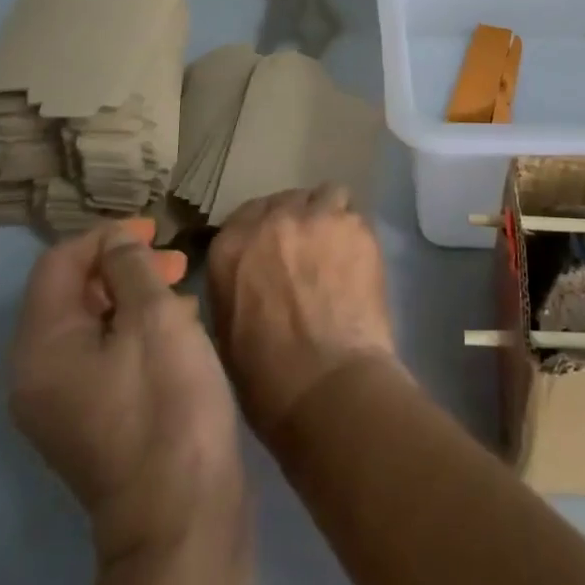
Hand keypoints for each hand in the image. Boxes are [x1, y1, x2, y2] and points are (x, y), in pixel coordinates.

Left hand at [10, 220, 245, 566]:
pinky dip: (134, 329)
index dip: (105, 236)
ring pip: (91, 323)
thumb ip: (130, 266)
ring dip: (134, 295)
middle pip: (71, 292)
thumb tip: (116, 242)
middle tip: (175, 260)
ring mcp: (60, 403)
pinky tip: (179, 328)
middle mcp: (36, 374)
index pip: (58, 263)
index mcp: (40, 347)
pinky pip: (102, 354)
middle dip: (123, 265)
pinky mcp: (89, 420)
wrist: (180, 514)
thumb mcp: (154, 317)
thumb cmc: (166, 402)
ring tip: (183, 290)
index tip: (155, 229)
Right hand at [207, 184, 401, 437]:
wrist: (328, 388)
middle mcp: (272, 220)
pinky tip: (357, 260)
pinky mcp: (356, 227)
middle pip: (286, 200)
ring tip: (336, 247)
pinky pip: (354, 213)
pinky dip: (354, 232)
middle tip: (307, 251)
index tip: (274, 250)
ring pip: (325, 196)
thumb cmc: (268, 379)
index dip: (263, 231)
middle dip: (295, 220)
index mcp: (231, 246)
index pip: (246, 216)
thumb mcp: (227, 331)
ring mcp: (317, 218)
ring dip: (328, 216)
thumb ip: (235, 285)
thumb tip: (249, 275)